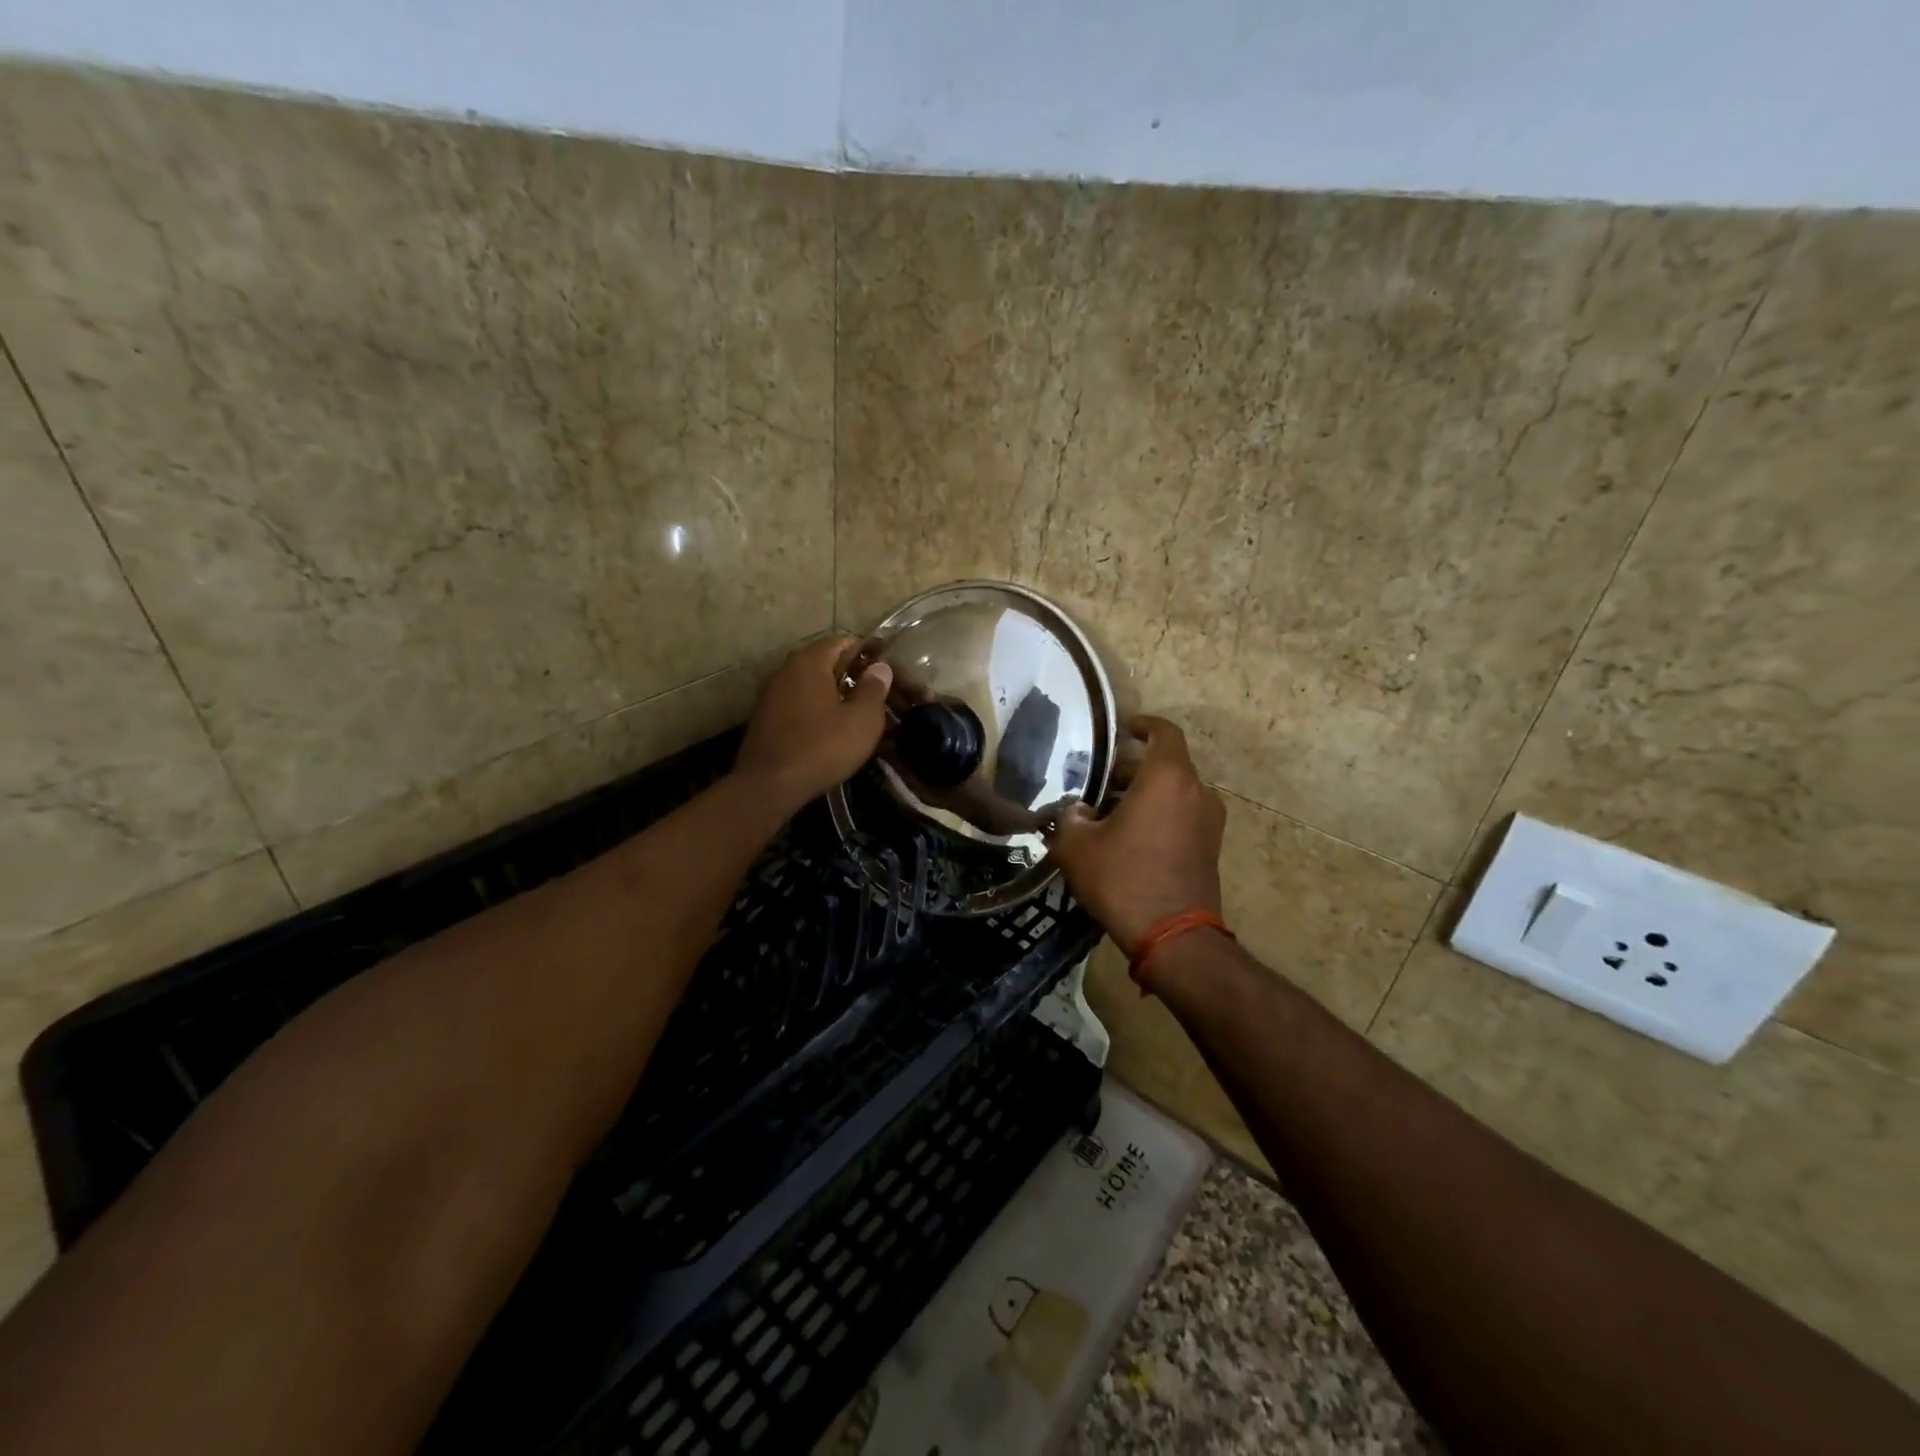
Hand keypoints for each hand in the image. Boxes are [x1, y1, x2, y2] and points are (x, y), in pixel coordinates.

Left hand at [735, 636, 892, 809]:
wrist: (769, 785)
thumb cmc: (822, 747)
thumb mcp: (862, 720)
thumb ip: (874, 689)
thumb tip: (880, 668)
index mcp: (809, 662)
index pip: (841, 641)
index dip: (865, 652)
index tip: (884, 670)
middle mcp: (785, 670)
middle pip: (822, 661)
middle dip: (848, 672)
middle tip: (873, 692)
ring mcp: (769, 694)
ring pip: (806, 683)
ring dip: (829, 692)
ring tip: (853, 711)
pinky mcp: (762, 718)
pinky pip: (794, 702)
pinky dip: (812, 708)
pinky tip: (827, 729)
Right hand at [1046, 716, 1225, 953]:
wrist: (1173, 937)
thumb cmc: (1123, 879)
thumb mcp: (1077, 846)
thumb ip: (1070, 818)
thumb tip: (1076, 811)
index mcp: (1168, 778)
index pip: (1163, 732)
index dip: (1142, 725)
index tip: (1122, 730)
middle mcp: (1196, 791)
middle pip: (1167, 764)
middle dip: (1134, 767)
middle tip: (1102, 779)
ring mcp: (1209, 821)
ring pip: (1176, 791)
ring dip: (1147, 793)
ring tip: (1111, 811)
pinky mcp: (1211, 848)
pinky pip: (1184, 816)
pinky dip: (1161, 814)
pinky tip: (1131, 837)